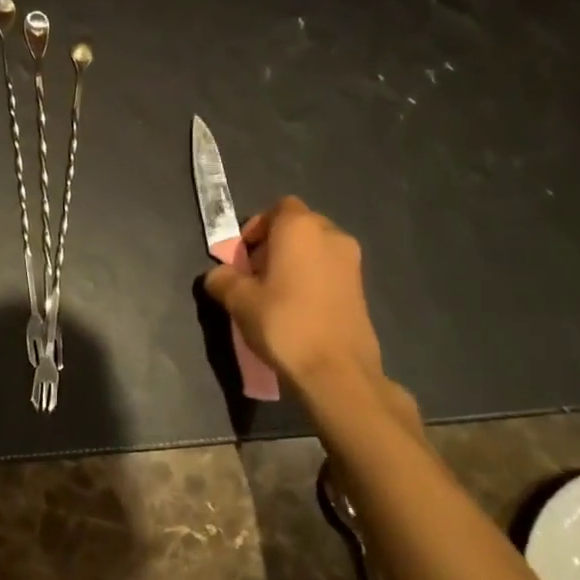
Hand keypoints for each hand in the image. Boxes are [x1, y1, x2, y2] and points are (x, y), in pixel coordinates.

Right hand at [203, 197, 418, 439]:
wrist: (337, 371)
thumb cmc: (284, 323)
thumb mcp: (239, 300)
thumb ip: (223, 279)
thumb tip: (218, 275)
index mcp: (300, 228)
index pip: (278, 207)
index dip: (257, 227)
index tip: (243, 255)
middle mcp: (331, 235)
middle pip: (298, 226)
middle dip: (275, 243)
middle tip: (255, 273)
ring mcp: (352, 261)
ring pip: (316, 248)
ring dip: (295, 261)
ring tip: (276, 293)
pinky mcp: (362, 288)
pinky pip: (330, 269)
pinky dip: (313, 278)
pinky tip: (299, 308)